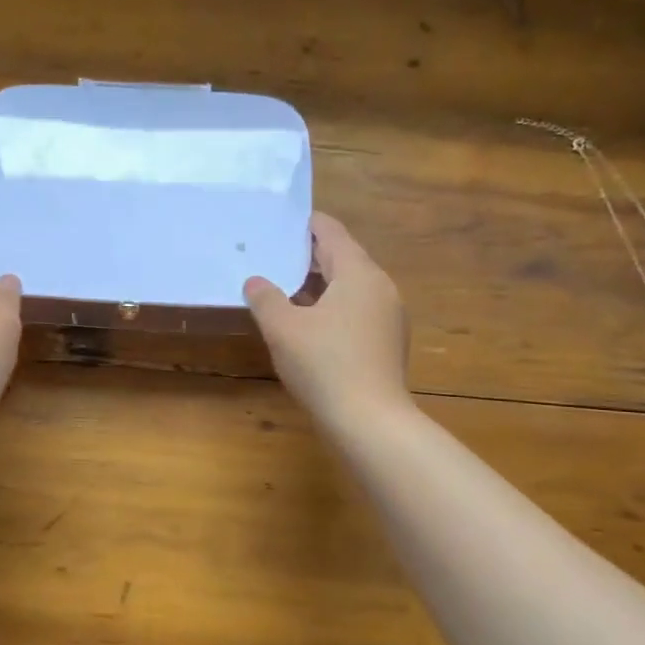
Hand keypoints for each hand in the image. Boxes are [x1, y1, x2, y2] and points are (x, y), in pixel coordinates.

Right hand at [244, 212, 410, 428]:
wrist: (370, 422)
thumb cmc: (325, 365)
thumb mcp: (283, 329)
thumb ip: (266, 299)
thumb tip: (255, 281)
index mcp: (358, 273)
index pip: (332, 233)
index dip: (306, 225)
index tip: (281, 222)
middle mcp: (380, 288)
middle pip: (343, 259)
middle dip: (309, 256)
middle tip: (275, 255)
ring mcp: (389, 317)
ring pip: (350, 288)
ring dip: (319, 286)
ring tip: (285, 290)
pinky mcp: (387, 344)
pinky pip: (356, 312)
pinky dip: (332, 308)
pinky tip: (309, 325)